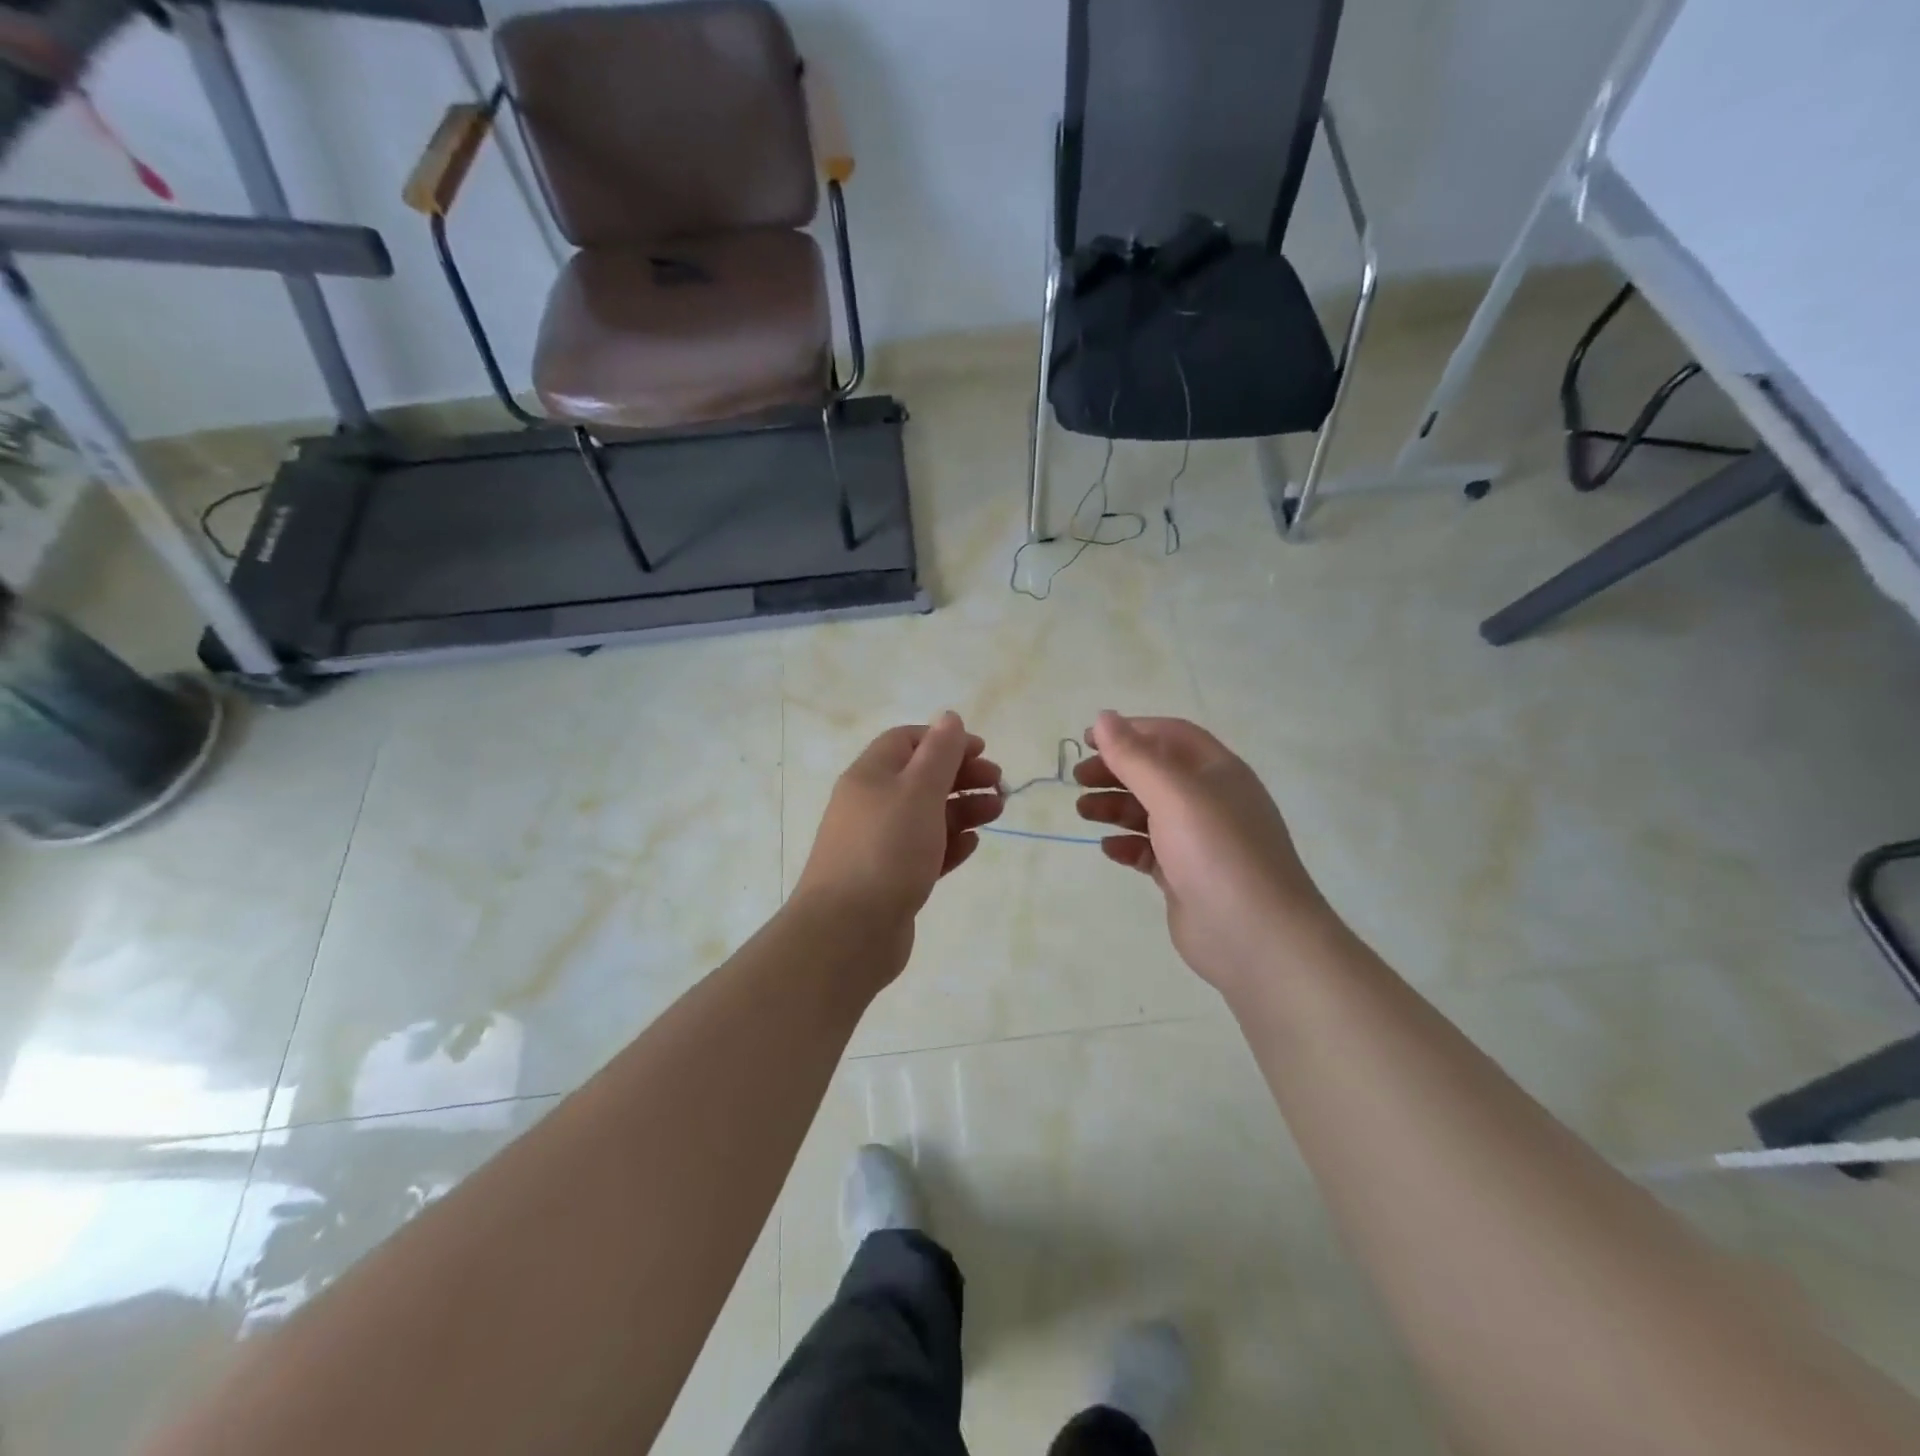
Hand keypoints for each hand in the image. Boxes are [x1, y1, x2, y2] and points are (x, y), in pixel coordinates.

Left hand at [794, 712, 1003, 935]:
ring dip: (963, 808)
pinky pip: (925, 851)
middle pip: (921, 778)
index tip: (982, 751)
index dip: (945, 740)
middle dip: (962, 776)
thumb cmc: (886, 850)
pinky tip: (972, 844)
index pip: (907, 741)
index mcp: (870, 775)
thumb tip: (950, 717)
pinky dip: (949, 843)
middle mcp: (871, 805)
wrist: (848, 931)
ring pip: (927, 815)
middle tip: (999, 785)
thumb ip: (939, 753)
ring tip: (998, 812)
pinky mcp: (891, 879)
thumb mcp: (918, 791)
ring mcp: (879, 844)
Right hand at [1075, 711, 1335, 994]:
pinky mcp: (1186, 876)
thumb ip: (1135, 756)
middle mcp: (1210, 801)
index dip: (1129, 732)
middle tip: (1077, 779)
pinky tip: (1109, 848)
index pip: (1169, 736)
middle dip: (1115, 771)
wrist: (1256, 937)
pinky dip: (1127, 845)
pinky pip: (1150, 850)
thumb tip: (1104, 717)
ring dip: (1115, 807)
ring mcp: (1199, 841)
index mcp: (1216, 771)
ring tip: (1083, 812)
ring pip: (1149, 812)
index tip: (1087, 740)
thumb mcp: (1174, 794)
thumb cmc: (1216, 851)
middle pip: (1155, 773)